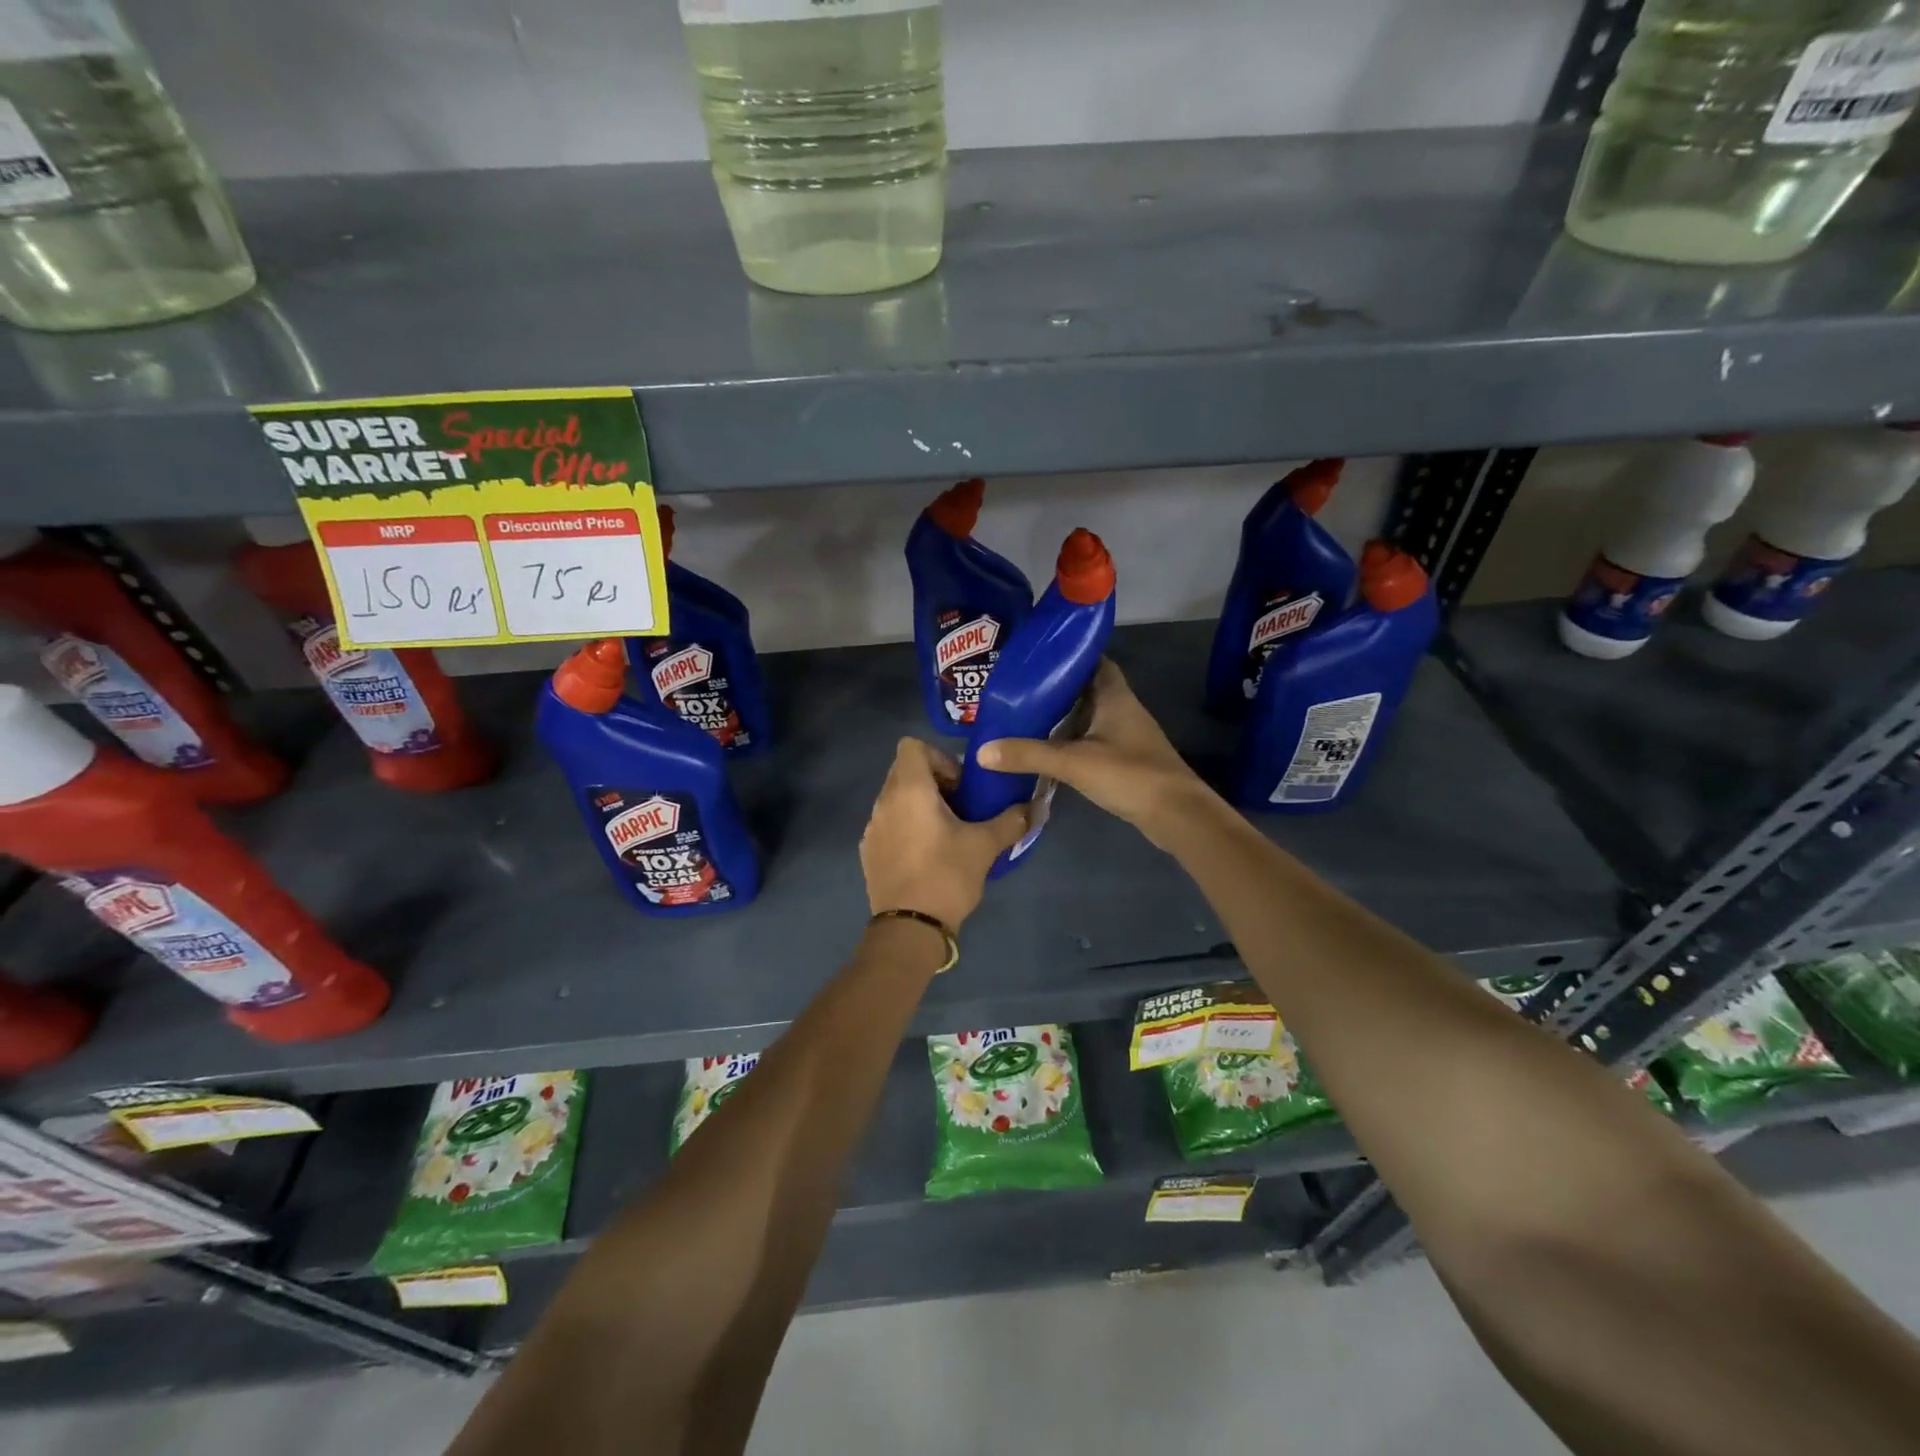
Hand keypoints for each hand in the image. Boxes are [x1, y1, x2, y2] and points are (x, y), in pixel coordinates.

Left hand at [860, 738, 1029, 929]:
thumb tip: (1037, 807)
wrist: (909, 928)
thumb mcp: (985, 846)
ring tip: (947, 831)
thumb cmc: (946, 876)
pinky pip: (888, 823)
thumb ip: (1012, 821)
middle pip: (904, 770)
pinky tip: (927, 854)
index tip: (961, 785)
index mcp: (909, 790)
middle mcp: (884, 801)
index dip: (939, 757)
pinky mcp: (868, 851)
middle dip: (934, 780)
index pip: (912, 746)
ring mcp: (872, 827)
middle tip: (960, 806)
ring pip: (896, 797)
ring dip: (920, 804)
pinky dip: (906, 826)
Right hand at [974, 659, 1211, 848]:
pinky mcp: (1123, 759)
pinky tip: (1045, 749)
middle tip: (1017, 689)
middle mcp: (1120, 708)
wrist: (1176, 814)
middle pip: (1084, 688)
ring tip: (1022, 716)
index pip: (1091, 660)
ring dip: (1061, 716)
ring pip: (1087, 716)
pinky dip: (1069, 740)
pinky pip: (1090, 740)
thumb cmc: (1130, 774)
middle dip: (1054, 687)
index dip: (1066, 655)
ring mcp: (1124, 735)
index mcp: (1114, 695)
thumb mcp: (1073, 762)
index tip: (1034, 657)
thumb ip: (1029, 755)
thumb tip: (981, 751)